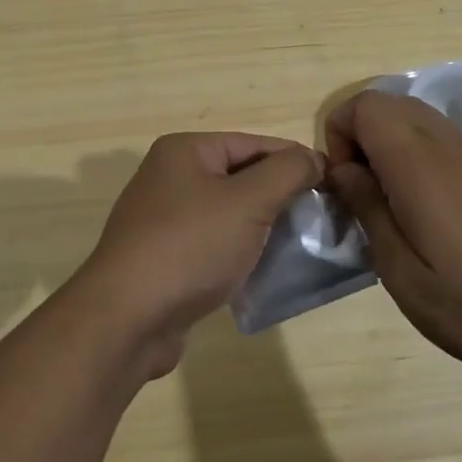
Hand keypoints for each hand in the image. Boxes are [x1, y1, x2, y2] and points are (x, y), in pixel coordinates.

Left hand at [74, 133, 323, 377]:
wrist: (128, 317)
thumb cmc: (191, 246)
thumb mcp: (248, 201)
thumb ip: (287, 172)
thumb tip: (312, 158)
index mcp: (185, 151)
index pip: (253, 144)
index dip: (294, 160)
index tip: (333, 184)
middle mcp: (170, 177)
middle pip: (240, 177)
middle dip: (280, 195)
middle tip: (321, 218)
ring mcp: (164, 219)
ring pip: (228, 214)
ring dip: (262, 227)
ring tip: (301, 246)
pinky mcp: (165, 258)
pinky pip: (213, 244)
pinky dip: (239, 252)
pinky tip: (264, 270)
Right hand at [324, 90, 461, 373]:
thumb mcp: (401, 271)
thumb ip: (367, 208)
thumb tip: (342, 170)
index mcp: (418, 163)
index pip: (365, 105)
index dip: (339, 134)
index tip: (343, 184)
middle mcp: (444, 145)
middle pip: (386, 102)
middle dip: (358, 135)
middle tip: (360, 191)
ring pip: (412, 115)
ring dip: (385, 143)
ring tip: (387, 201)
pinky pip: (436, 137)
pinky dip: (412, 154)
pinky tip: (421, 208)